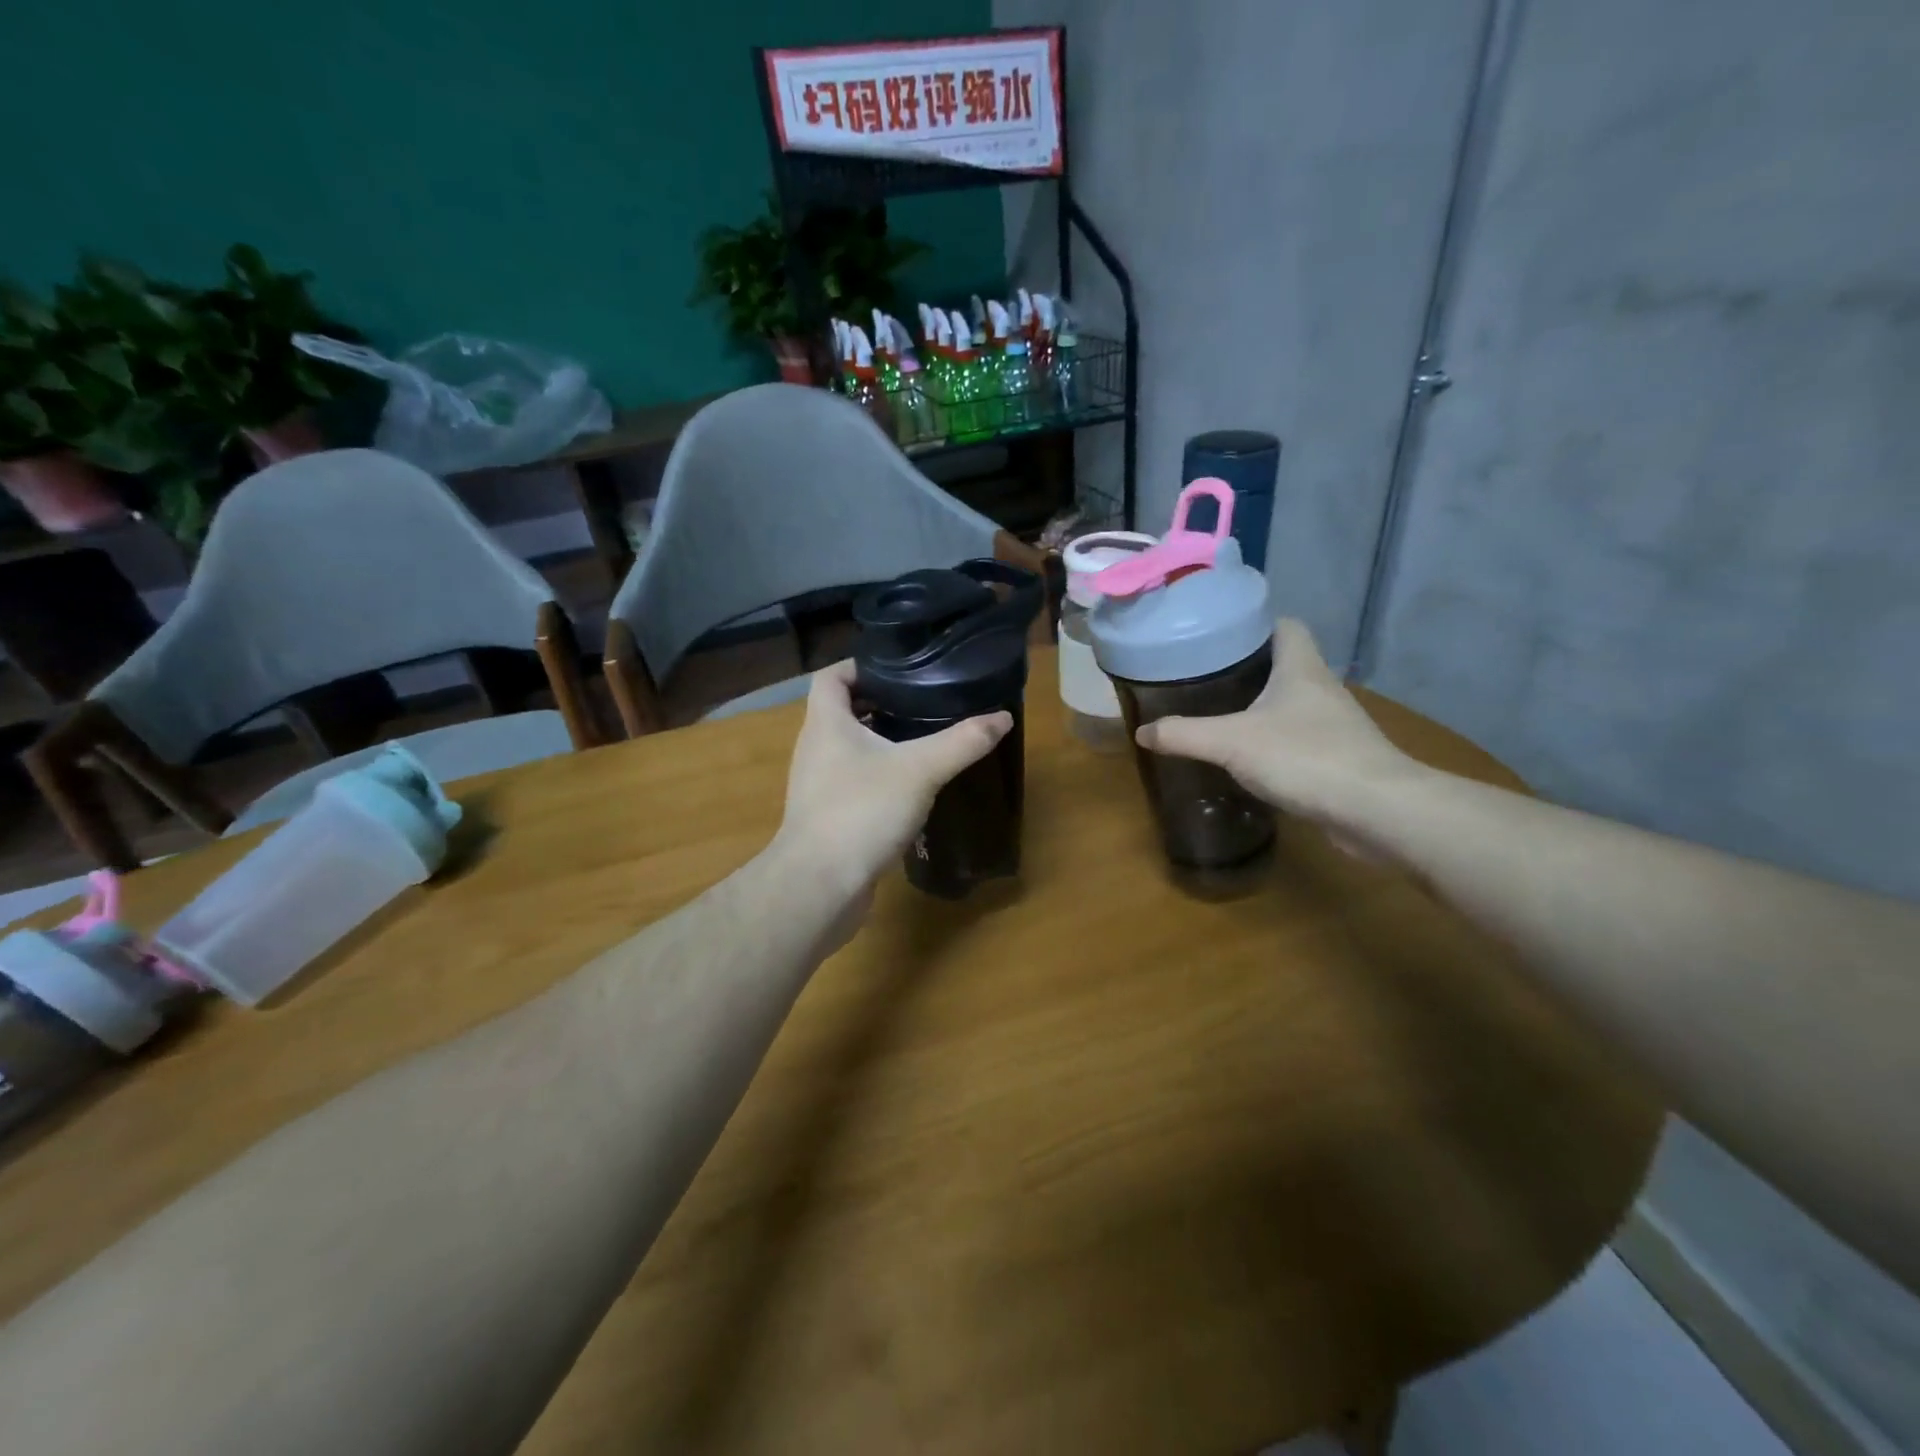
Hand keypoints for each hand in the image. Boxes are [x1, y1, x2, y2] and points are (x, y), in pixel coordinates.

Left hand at [777, 659, 1012, 899]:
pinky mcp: (827, 817)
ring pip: (849, 750)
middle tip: (922, 704)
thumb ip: (962, 742)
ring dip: (880, 743)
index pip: (830, 676)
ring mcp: (817, 785)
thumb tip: (1003, 717)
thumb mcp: (920, 770)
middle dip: (879, 705)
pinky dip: (878, 777)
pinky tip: (910, 790)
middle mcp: (815, 749)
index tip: (897, 670)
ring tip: (922, 742)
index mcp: (826, 724)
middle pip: (842, 712)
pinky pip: (853, 783)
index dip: (859, 666)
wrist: (820, 885)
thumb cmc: (862, 811)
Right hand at [1134, 619, 1427, 850]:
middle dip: (1247, 667)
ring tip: (1218, 714)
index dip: (1255, 623)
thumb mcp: (1231, 742)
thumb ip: (1183, 735)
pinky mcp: (1338, 759)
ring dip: (1261, 706)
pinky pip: (1299, 738)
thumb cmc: (1304, 757)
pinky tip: (1248, 757)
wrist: (1377, 810)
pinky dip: (1274, 742)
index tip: (1220, 633)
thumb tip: (1141, 732)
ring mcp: (1334, 726)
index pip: (1285, 625)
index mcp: (1301, 668)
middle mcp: (1321, 689)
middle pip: (1285, 663)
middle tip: (1204, 676)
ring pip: (1292, 703)